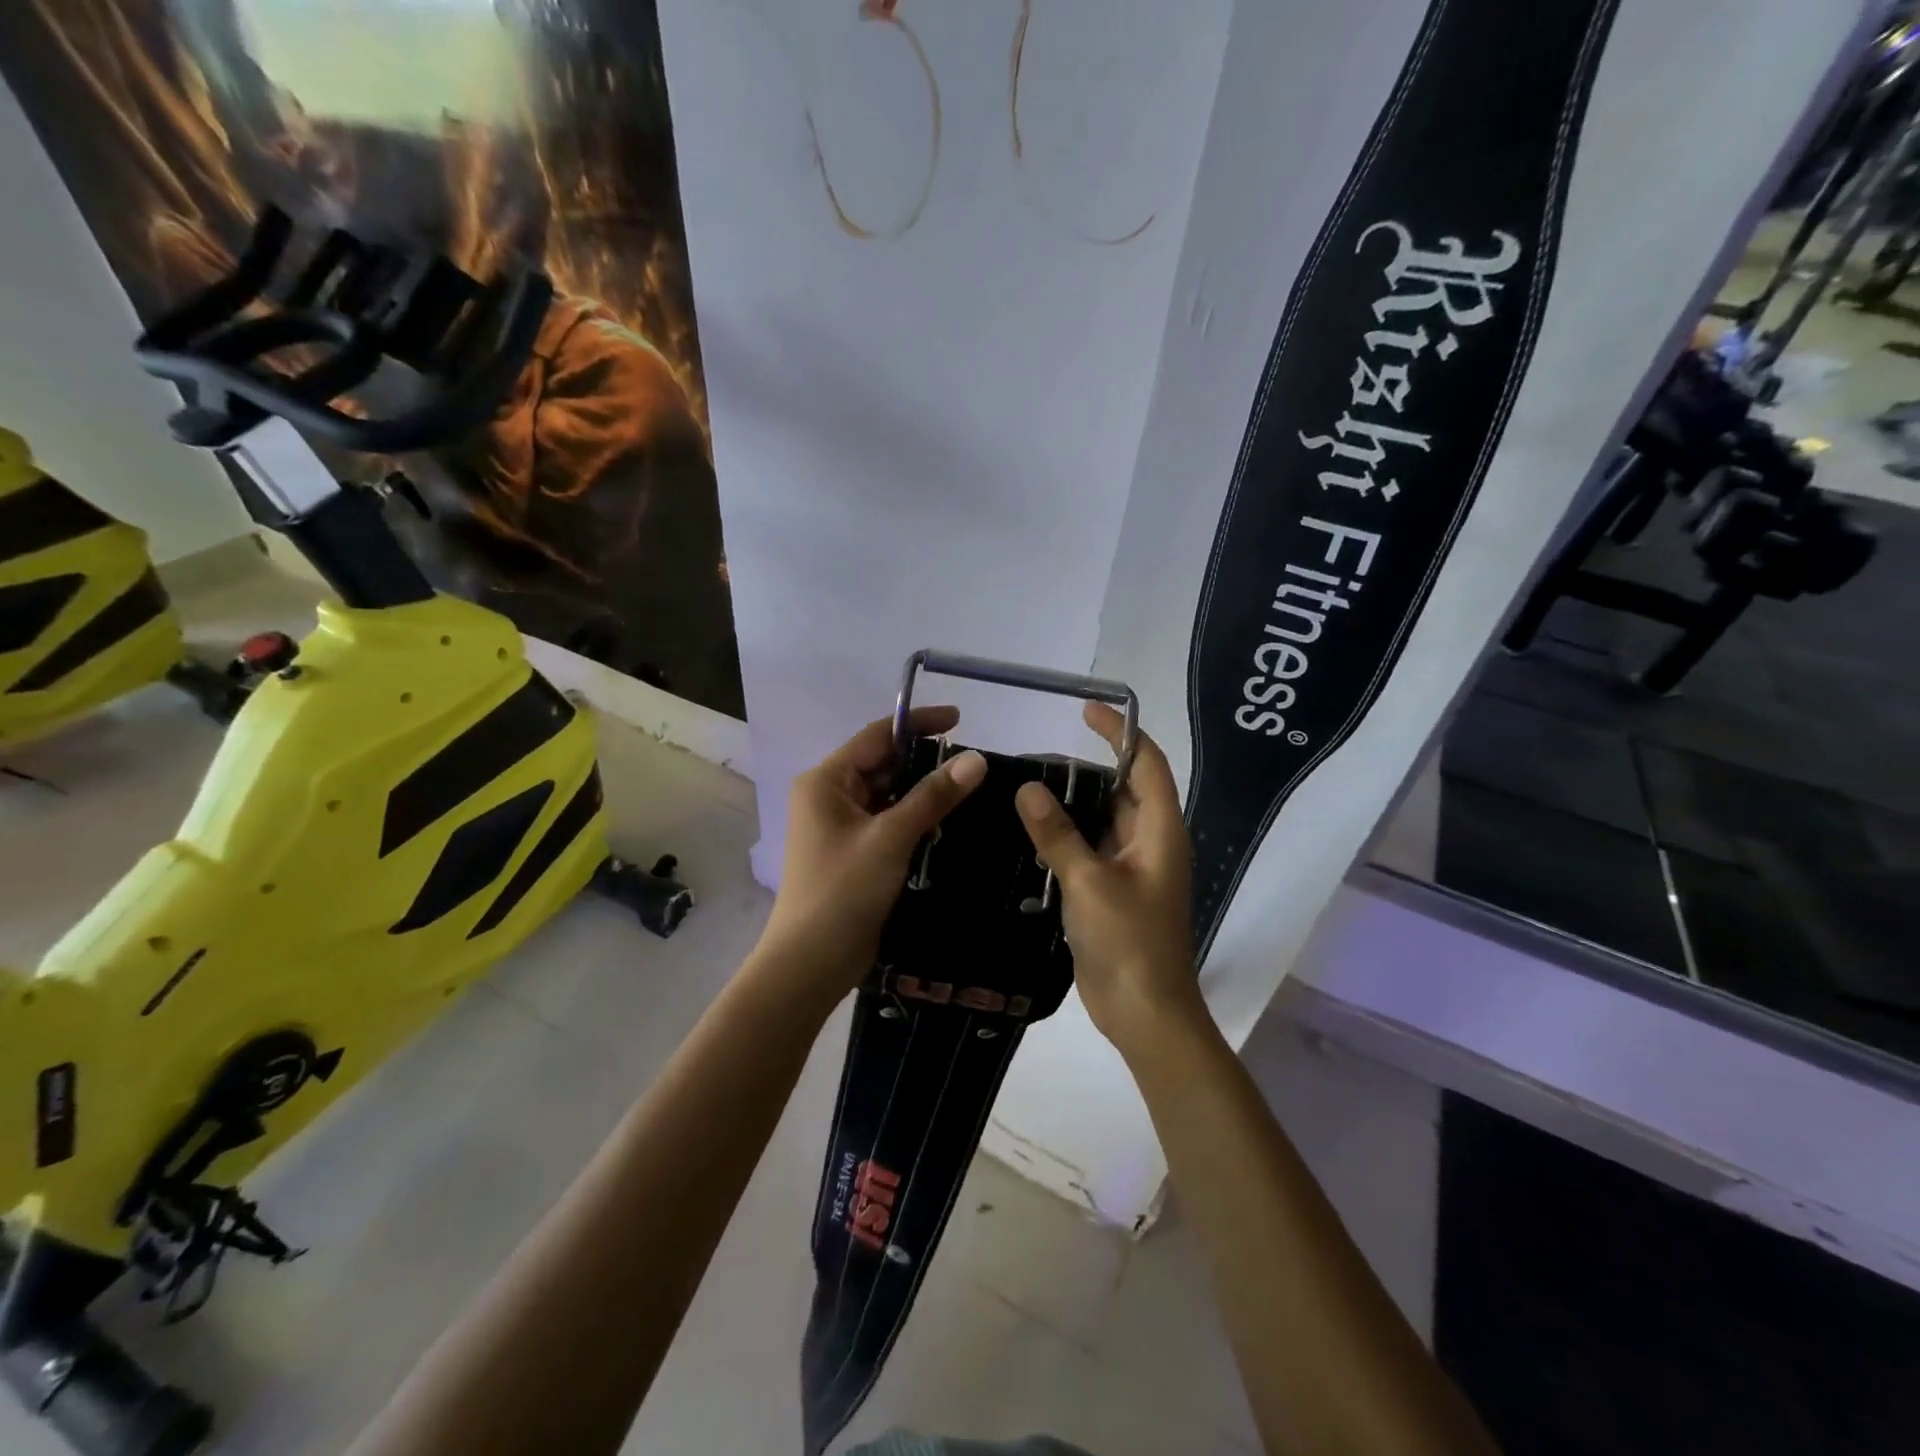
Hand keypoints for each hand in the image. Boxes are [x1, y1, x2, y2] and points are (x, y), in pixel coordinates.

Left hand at [756, 706, 986, 998]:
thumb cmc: (843, 891)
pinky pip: (888, 821)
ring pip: (888, 795)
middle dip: (925, 762)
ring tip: (971, 789)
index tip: (960, 720)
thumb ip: (933, 796)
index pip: (877, 736)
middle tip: (974, 763)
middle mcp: (830, 796)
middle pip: (883, 765)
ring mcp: (841, 826)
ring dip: (923, 792)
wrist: (811, 962)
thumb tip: (976, 760)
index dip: (918, 724)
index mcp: (826, 781)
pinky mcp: (854, 852)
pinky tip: (948, 822)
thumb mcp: (891, 838)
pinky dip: (915, 819)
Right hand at [1014, 703, 1202, 1055]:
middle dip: (1084, 770)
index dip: (1120, 732)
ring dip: (1071, 805)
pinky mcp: (1113, 891)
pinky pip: (1090, 849)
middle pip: (1121, 789)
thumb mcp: (1089, 884)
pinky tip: (1029, 835)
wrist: (1145, 1013)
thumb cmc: (1129, 943)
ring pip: (1102, 820)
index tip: (1084, 711)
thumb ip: (1058, 835)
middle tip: (1033, 761)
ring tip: (1024, 791)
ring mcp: (1132, 868)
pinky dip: (1065, 836)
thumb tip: (1027, 789)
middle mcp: (1150, 841)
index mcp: (1160, 831)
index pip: (1146, 763)